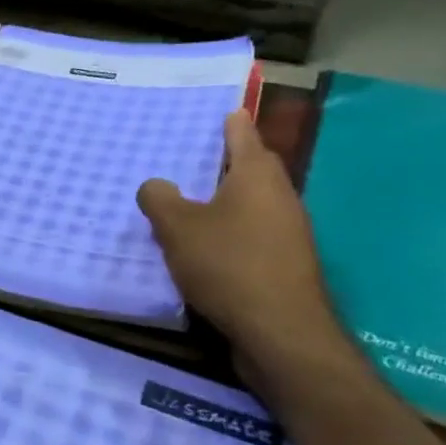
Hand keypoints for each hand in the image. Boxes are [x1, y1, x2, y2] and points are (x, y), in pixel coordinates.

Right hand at [137, 110, 338, 365]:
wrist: (281, 333)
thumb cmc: (228, 265)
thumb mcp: (177, 227)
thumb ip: (160, 199)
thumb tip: (156, 185)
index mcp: (257, 177)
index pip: (244, 135)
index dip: (231, 122)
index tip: (223, 110)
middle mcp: (280, 198)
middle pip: (255, 168)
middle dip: (230, 161)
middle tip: (197, 157)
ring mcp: (289, 233)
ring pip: (256, 203)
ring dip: (230, 200)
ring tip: (194, 202)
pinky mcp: (286, 265)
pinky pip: (255, 233)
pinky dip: (233, 230)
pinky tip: (208, 245)